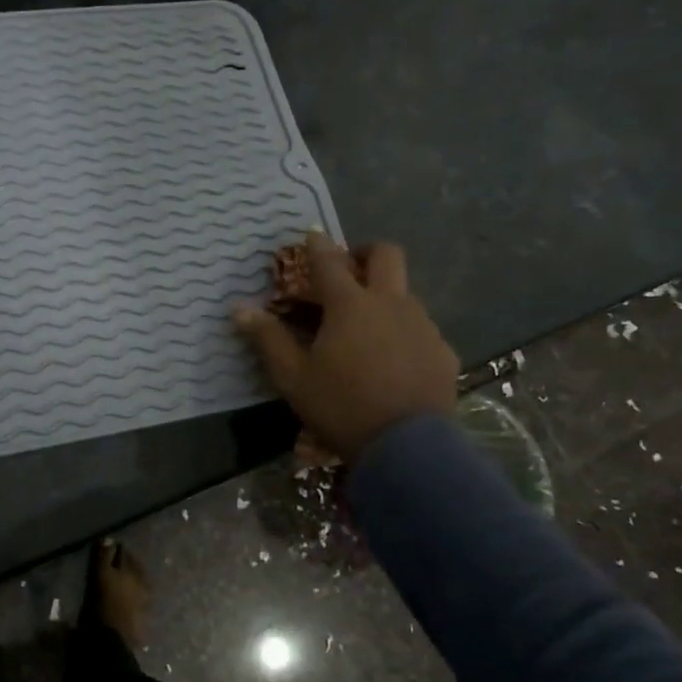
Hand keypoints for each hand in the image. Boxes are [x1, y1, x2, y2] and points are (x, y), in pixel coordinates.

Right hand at [234, 231, 457, 464]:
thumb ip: (268, 338)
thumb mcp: (293, 377)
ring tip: (367, 324)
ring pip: (406, 291)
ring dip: (385, 294)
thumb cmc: (341, 406)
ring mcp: (422, 326)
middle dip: (365, 252)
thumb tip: (238, 309)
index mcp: (350, 305)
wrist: (407, 447)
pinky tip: (393, 359)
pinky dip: (403, 330)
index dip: (317, 245)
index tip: (310, 234)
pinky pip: (421, 328)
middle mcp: (390, 304)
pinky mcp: (442, 351)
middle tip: (349, 269)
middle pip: (386, 255)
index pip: (329, 261)